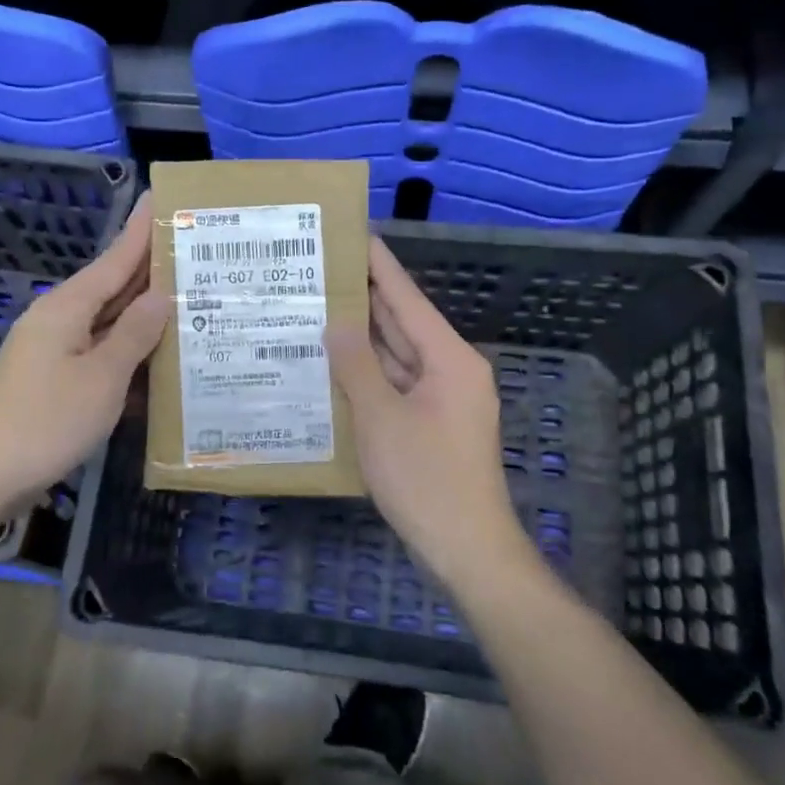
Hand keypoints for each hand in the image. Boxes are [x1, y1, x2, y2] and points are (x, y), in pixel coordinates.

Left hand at [0, 193, 166, 524]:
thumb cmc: (47, 421)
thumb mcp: (102, 377)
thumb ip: (135, 334)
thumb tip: (162, 295)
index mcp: (68, 307)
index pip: (115, 258)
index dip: (141, 230)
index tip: (160, 198)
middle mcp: (60, 319)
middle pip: (113, 286)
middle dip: (150, 268)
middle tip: (194, 249)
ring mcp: (55, 349)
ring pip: (109, 320)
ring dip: (144, 312)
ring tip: (189, 297)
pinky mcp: (55, 378)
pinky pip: (100, 351)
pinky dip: (129, 349)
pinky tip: (158, 356)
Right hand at [329, 237, 534, 591]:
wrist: (466, 549)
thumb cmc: (426, 479)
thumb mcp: (382, 418)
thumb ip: (356, 366)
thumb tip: (336, 324)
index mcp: (449, 359)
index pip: (408, 299)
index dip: (380, 266)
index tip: (356, 234)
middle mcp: (449, 370)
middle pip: (402, 324)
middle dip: (365, 298)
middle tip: (322, 269)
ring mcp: (441, 399)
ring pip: (396, 356)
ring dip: (362, 337)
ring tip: (318, 307)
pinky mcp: (430, 424)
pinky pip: (395, 385)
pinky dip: (367, 374)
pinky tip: (332, 363)